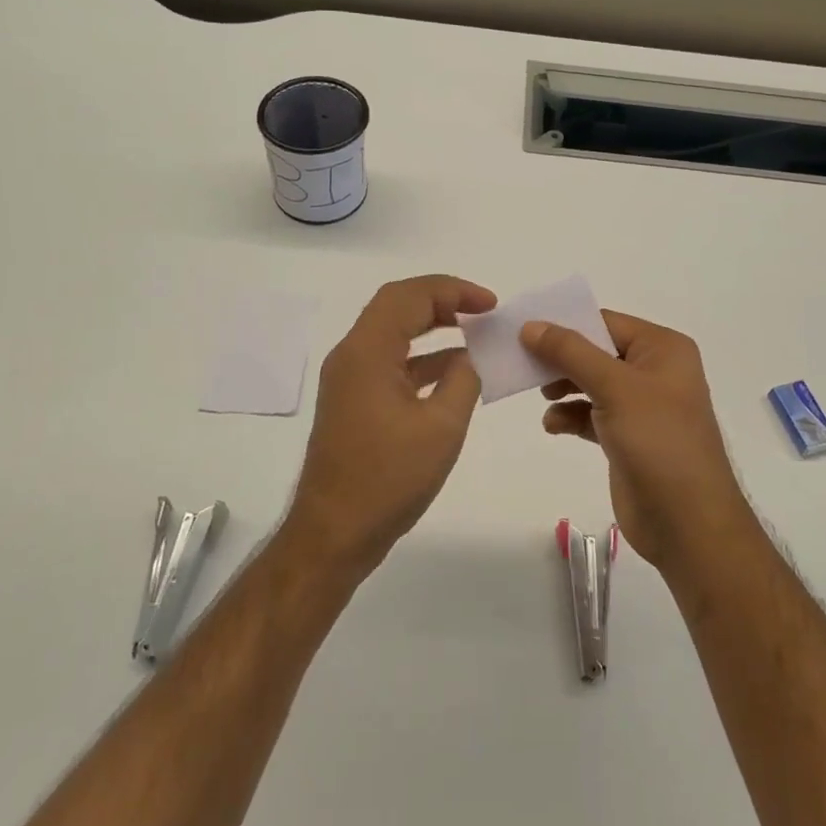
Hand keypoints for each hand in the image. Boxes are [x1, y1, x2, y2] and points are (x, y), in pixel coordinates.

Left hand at [283, 275, 495, 577]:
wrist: (333, 534)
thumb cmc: (388, 479)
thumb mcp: (441, 427)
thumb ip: (463, 380)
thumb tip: (471, 357)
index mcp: (367, 351)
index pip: (410, 296)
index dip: (454, 291)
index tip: (491, 305)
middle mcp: (352, 355)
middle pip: (397, 306)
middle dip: (442, 301)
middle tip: (482, 311)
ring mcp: (348, 379)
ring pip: (392, 333)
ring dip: (432, 328)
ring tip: (474, 334)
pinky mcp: (352, 401)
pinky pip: (389, 362)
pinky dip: (421, 358)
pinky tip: (454, 373)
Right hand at [522, 311, 753, 571]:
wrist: (687, 523)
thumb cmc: (657, 440)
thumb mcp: (614, 387)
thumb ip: (570, 352)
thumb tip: (531, 326)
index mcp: (663, 349)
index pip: (606, 323)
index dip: (567, 324)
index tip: (525, 331)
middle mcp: (655, 371)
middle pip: (597, 351)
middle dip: (562, 359)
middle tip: (524, 364)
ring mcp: (643, 406)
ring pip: (592, 383)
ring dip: (564, 387)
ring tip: (541, 396)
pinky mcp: (629, 437)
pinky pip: (592, 414)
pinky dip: (571, 416)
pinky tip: (553, 425)